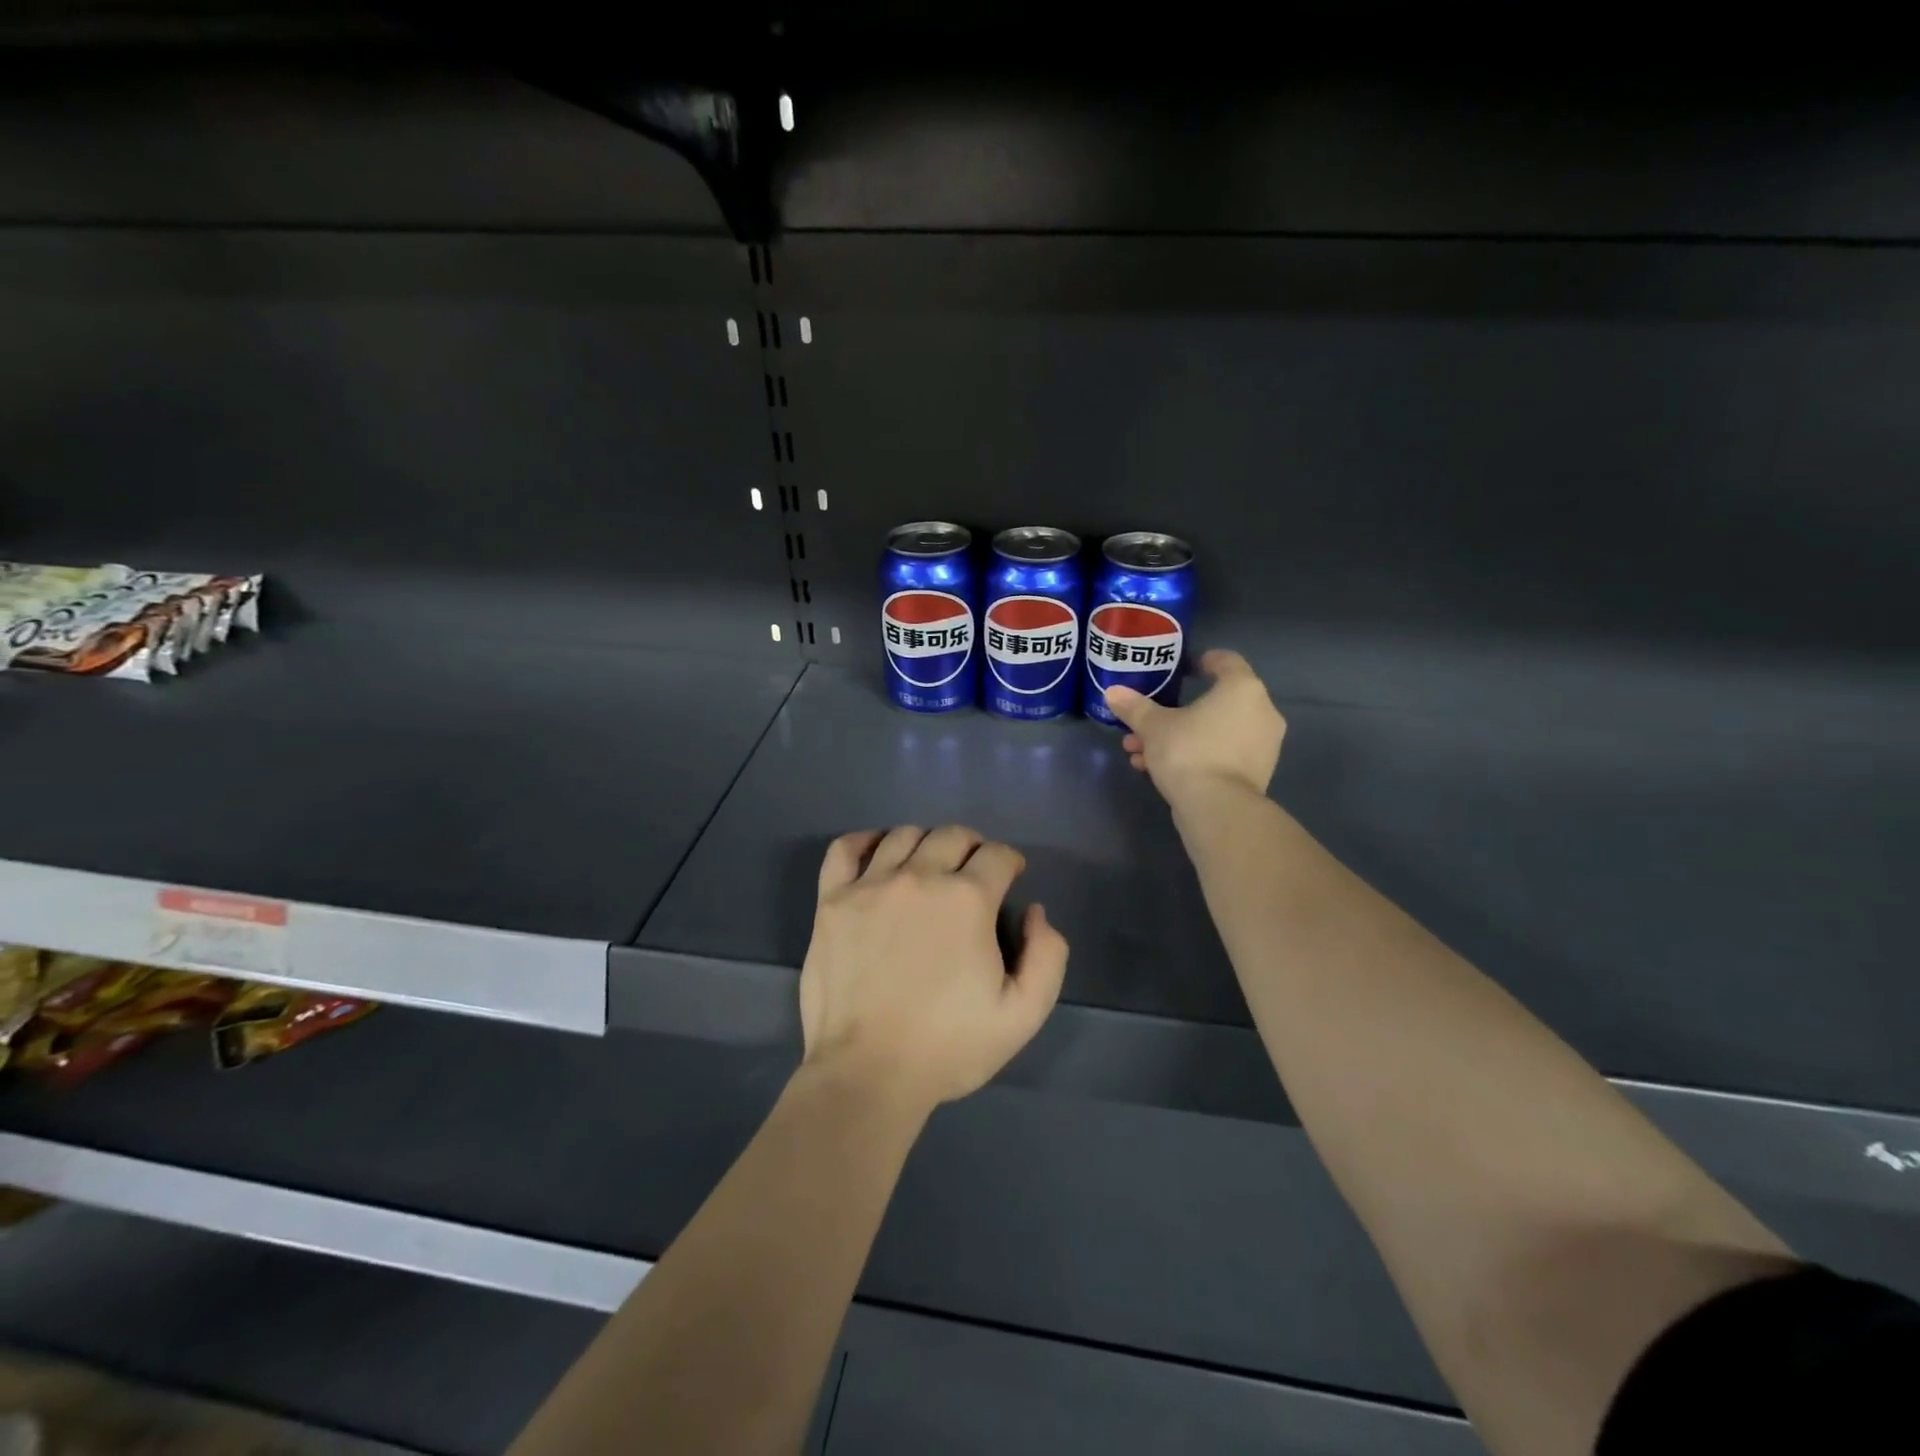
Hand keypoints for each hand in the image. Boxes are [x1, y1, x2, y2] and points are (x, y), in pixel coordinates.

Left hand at [799, 825, 1068, 1112]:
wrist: (867, 1074)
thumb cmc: (948, 1046)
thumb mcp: (1023, 1015)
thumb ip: (1047, 956)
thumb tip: (1034, 913)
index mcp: (967, 899)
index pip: (997, 854)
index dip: (1009, 862)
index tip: (1009, 878)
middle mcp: (919, 877)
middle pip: (952, 836)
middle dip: (972, 847)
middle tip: (973, 873)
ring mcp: (869, 886)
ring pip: (904, 836)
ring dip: (926, 843)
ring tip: (928, 867)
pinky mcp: (832, 901)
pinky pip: (845, 849)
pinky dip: (864, 842)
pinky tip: (876, 855)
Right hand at [1104, 649, 1285, 802]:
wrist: (1218, 809)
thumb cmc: (1189, 752)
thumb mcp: (1153, 727)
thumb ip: (1134, 707)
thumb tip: (1112, 692)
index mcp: (1242, 689)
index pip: (1226, 661)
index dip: (1201, 661)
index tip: (1180, 669)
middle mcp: (1261, 711)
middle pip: (1214, 702)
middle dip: (1174, 712)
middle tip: (1145, 722)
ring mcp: (1263, 745)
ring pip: (1213, 731)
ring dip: (1178, 737)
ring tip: (1141, 752)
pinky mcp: (1256, 773)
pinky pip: (1221, 753)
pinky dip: (1195, 755)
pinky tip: (1157, 770)